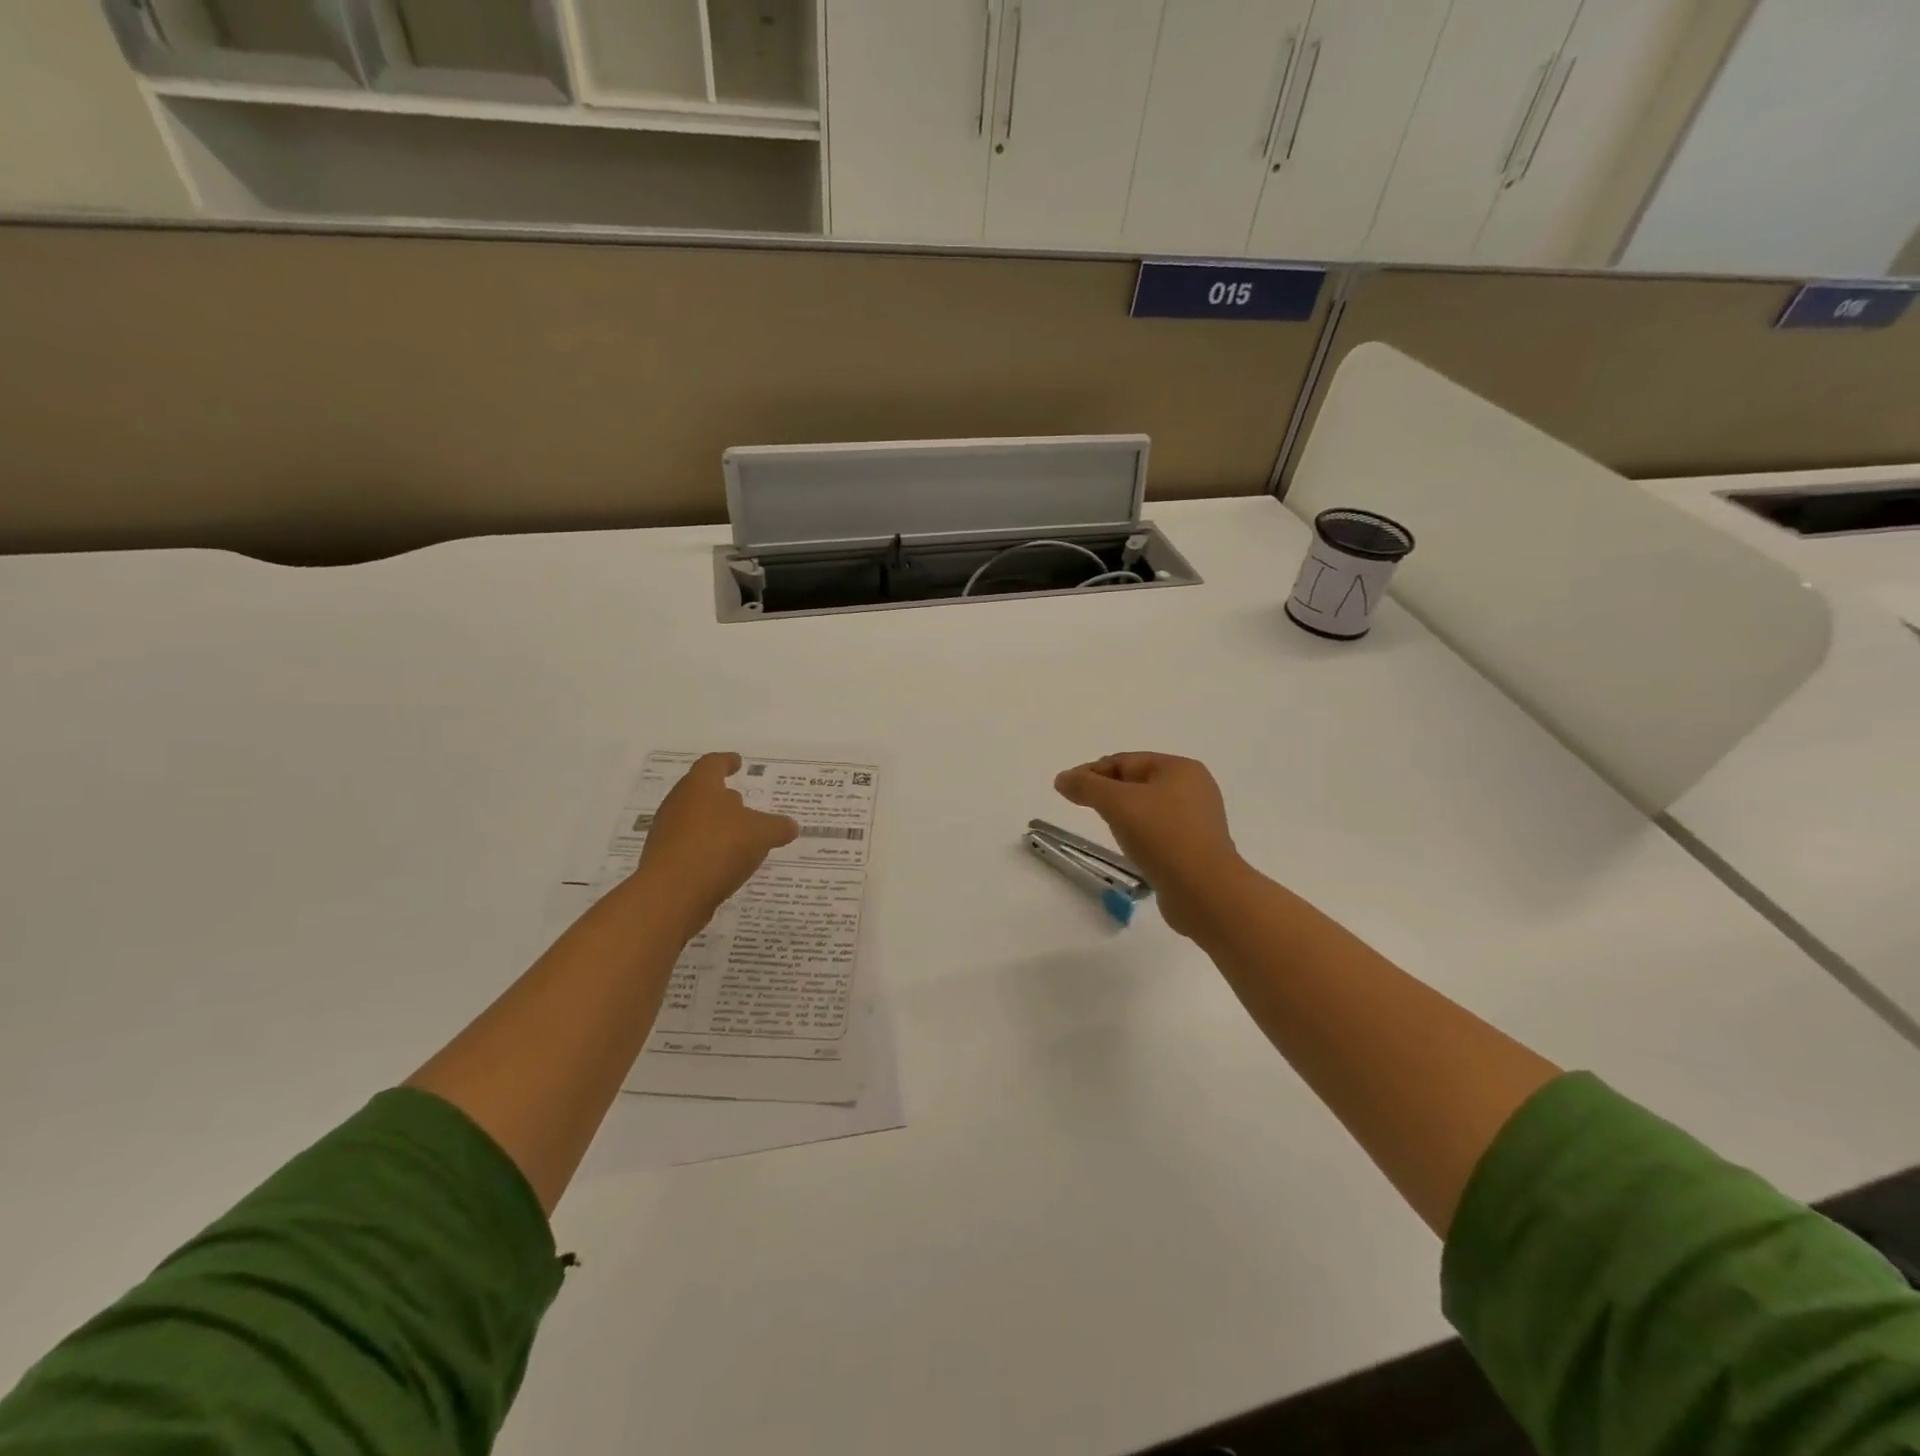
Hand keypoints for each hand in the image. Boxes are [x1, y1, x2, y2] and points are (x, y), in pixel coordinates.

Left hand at [631, 753, 798, 931]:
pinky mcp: (664, 860)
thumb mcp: (761, 834)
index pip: (713, 764)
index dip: (727, 761)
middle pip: (700, 792)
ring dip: (715, 825)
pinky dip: (707, 848)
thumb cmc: (718, 847)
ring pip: (694, 820)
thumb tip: (790, 826)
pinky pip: (690, 846)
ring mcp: (667, 833)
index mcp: (700, 786)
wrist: (671, 895)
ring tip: (739, 836)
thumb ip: (777, 827)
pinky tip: (725, 862)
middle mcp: (678, 804)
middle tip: (742, 802)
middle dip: (722, 797)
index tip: (737, 762)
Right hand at [1054, 753, 1248, 937]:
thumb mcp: (1117, 803)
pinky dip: (1141, 835)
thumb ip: (1086, 786)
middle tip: (1083, 807)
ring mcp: (1198, 820)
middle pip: (1138, 782)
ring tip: (1107, 830)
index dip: (1092, 771)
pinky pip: (1160, 833)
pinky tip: (1131, 850)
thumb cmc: (1162, 836)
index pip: (1126, 761)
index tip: (1066, 788)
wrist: (1204, 891)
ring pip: (1149, 809)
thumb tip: (1062, 778)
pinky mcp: (1197, 849)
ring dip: (1124, 815)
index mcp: (1180, 768)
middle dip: (1108, 792)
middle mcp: (1194, 789)